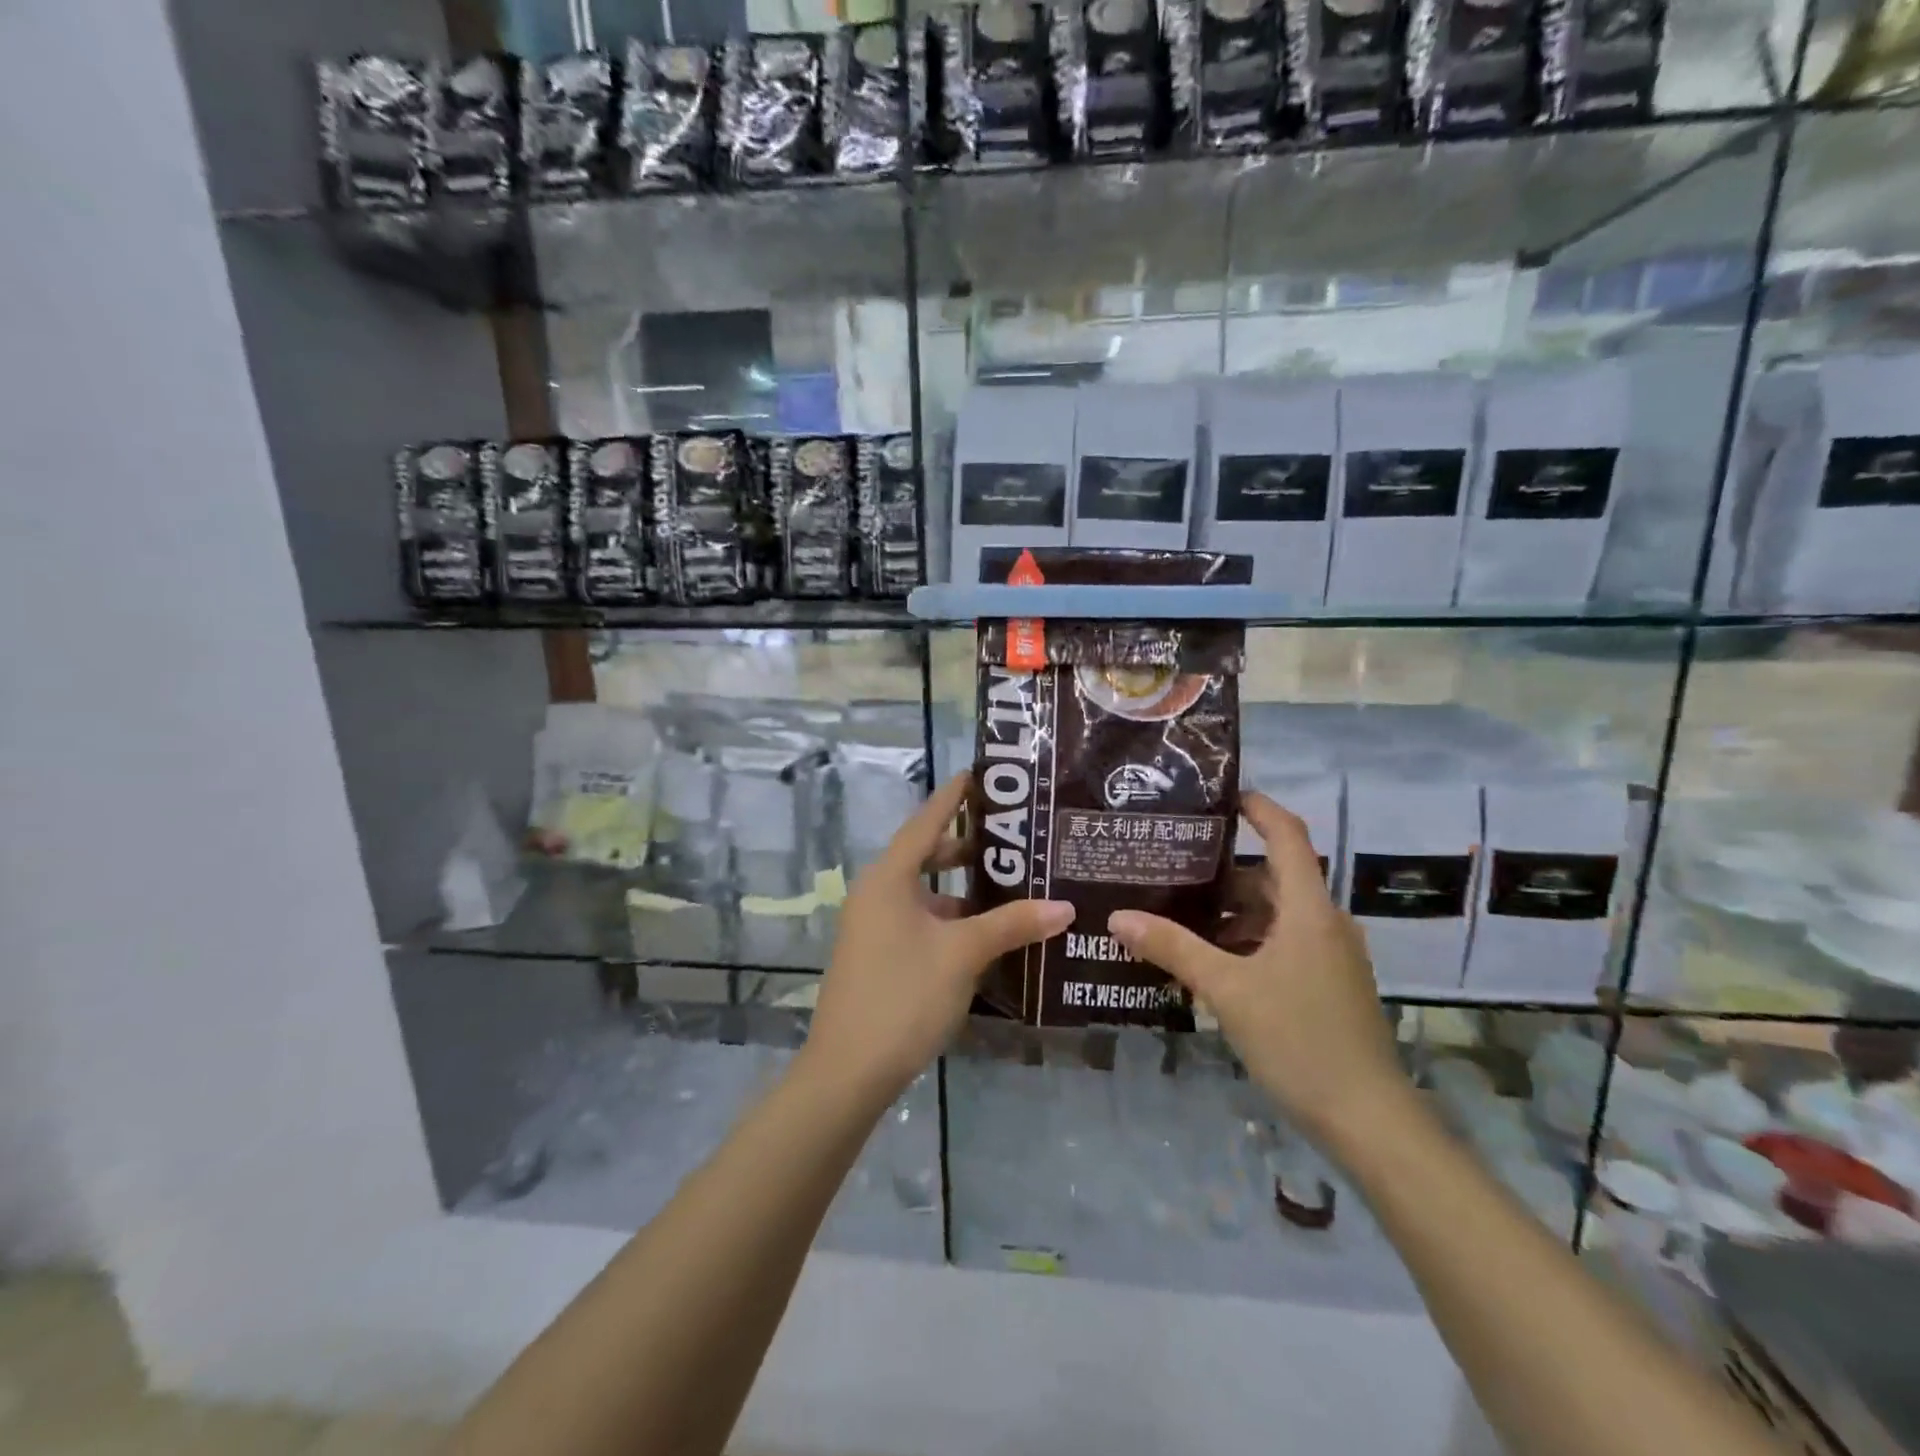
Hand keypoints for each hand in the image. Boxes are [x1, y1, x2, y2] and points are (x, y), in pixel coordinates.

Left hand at [803, 772, 1073, 1103]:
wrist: (847, 1071)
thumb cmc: (903, 996)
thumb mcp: (962, 955)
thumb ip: (1012, 925)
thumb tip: (1064, 906)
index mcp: (889, 878)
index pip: (927, 821)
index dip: (954, 796)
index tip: (981, 774)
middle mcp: (877, 893)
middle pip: (926, 855)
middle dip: (968, 847)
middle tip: (1015, 837)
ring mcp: (874, 926)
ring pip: (926, 893)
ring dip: (964, 890)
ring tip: (1013, 885)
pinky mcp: (879, 955)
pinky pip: (921, 921)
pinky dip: (952, 919)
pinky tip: (987, 933)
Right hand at [1108, 792, 1409, 1151]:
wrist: (1368, 1120)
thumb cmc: (1299, 1039)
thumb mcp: (1227, 989)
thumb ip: (1173, 948)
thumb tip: (1118, 916)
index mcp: (1308, 909)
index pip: (1287, 835)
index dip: (1258, 807)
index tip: (1218, 797)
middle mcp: (1325, 923)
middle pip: (1273, 877)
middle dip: (1224, 871)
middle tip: (1172, 867)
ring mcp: (1331, 956)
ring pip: (1276, 915)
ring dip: (1232, 912)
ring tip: (1179, 916)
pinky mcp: (1328, 985)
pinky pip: (1283, 944)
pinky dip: (1247, 941)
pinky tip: (1210, 963)